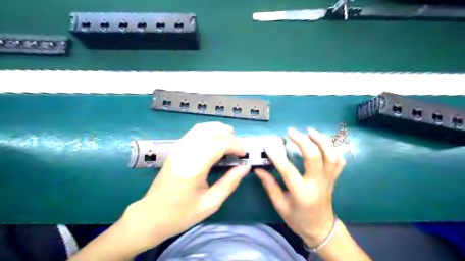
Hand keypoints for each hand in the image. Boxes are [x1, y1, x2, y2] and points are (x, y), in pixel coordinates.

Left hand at [120, 121, 250, 250]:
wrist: (151, 216)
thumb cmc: (181, 214)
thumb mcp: (210, 203)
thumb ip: (230, 183)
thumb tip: (245, 167)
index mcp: (193, 168)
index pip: (218, 144)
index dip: (235, 145)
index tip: (243, 155)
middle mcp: (184, 153)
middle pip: (211, 132)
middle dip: (229, 136)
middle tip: (238, 147)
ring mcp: (178, 149)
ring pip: (201, 128)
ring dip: (218, 129)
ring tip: (230, 136)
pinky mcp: (175, 149)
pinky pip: (193, 132)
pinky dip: (208, 130)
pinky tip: (215, 138)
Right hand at [254, 127, 344, 247]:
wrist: (321, 229)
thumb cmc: (298, 219)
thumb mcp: (280, 205)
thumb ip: (270, 185)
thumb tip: (258, 169)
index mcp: (301, 194)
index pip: (288, 171)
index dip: (278, 157)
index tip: (268, 146)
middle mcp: (317, 184)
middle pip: (314, 157)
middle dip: (302, 141)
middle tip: (291, 131)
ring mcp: (328, 181)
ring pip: (331, 156)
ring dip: (321, 141)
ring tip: (310, 131)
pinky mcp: (334, 179)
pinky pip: (339, 161)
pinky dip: (333, 149)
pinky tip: (323, 143)